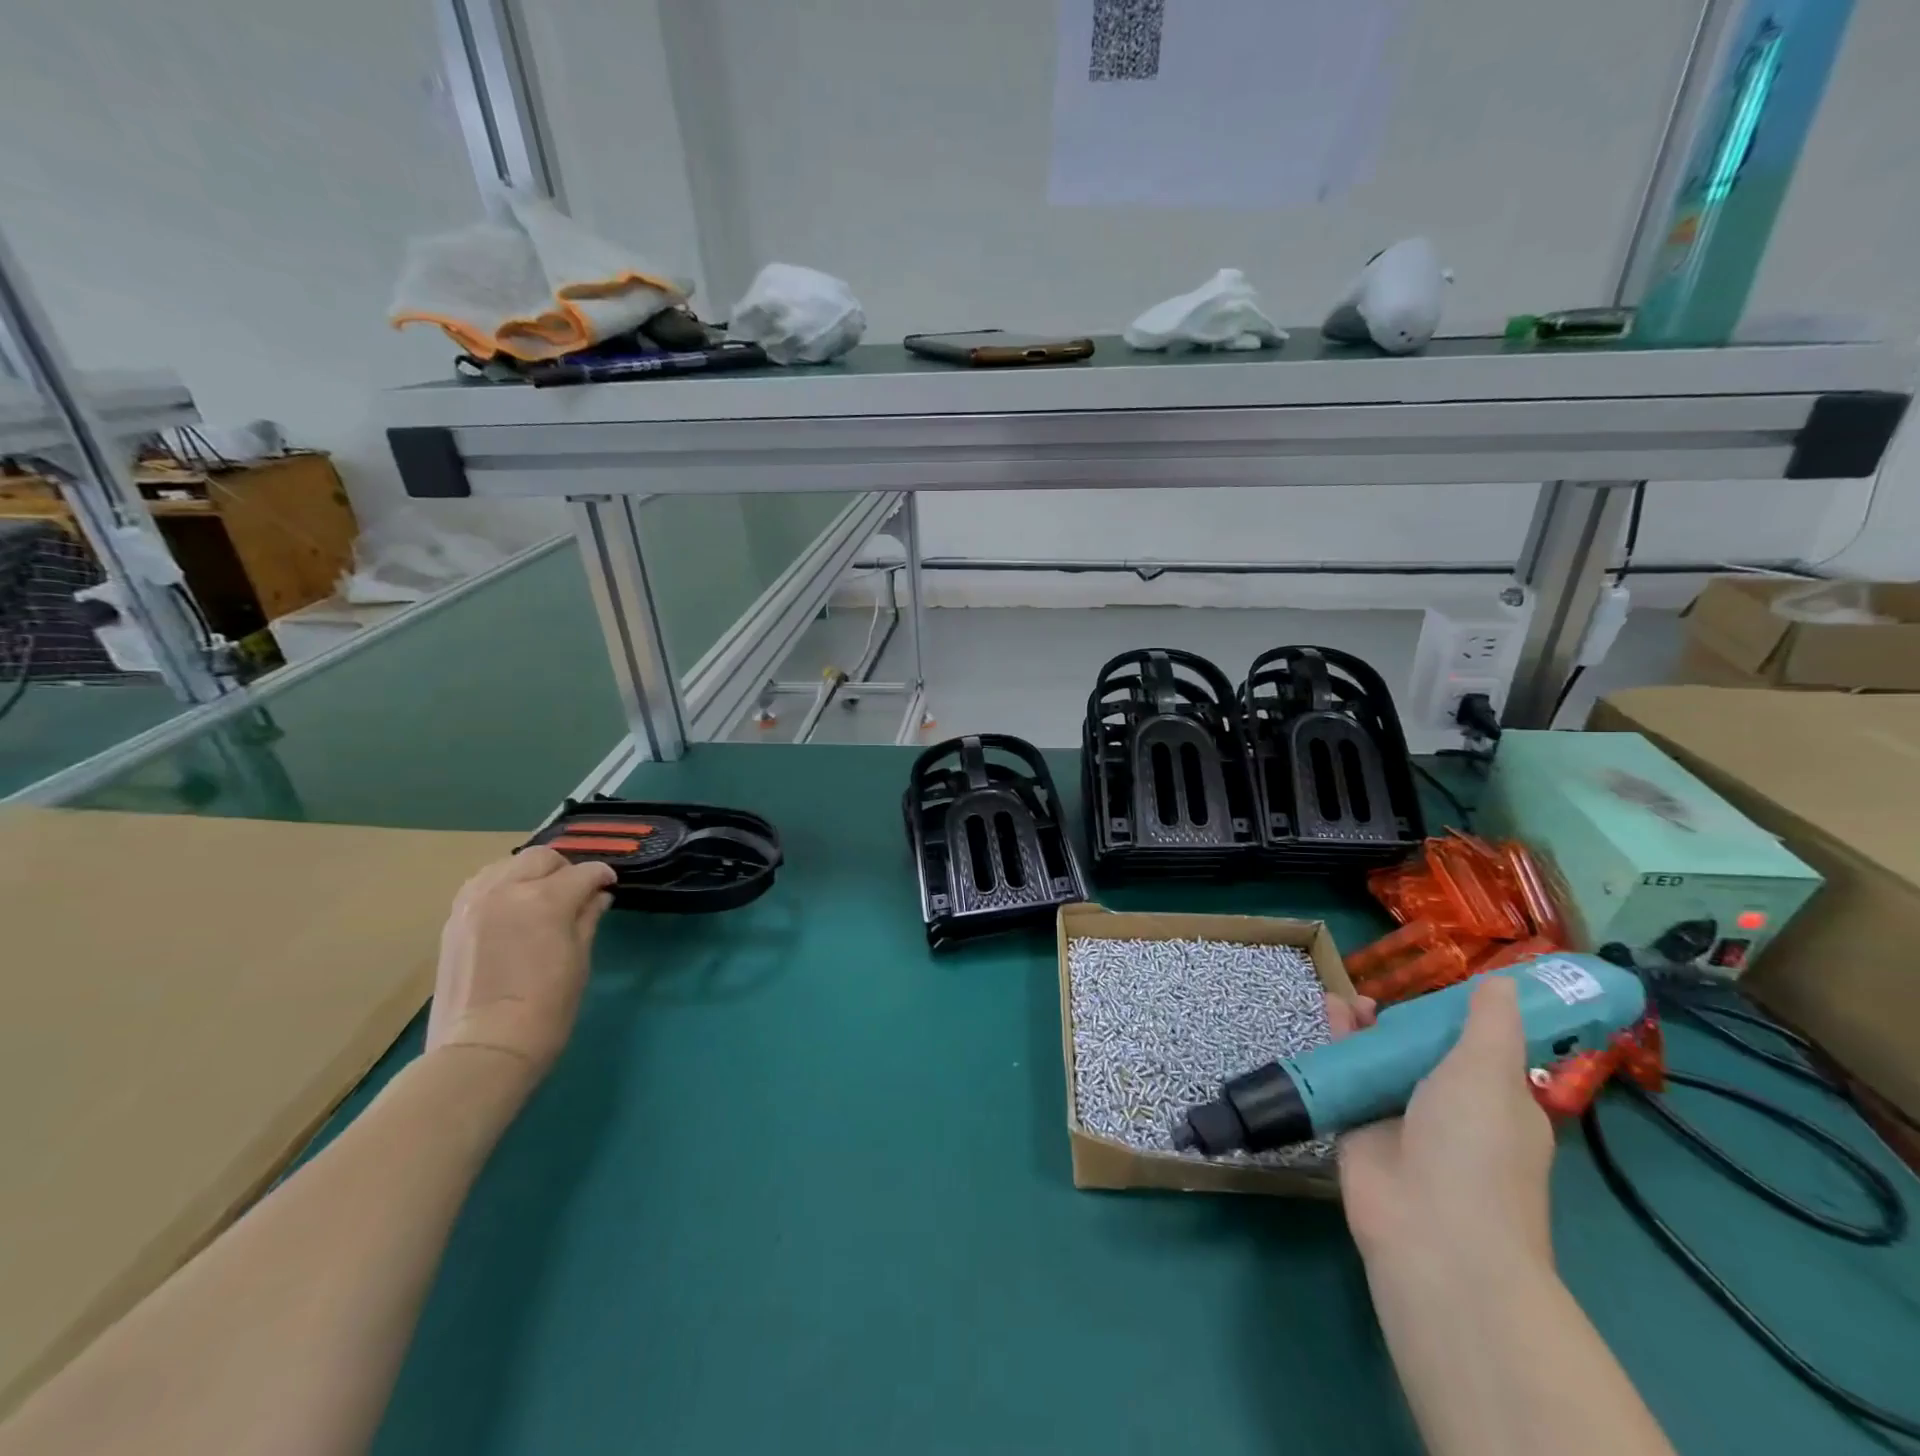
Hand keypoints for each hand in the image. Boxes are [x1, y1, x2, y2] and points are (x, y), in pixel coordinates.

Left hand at [425, 848, 616, 1085]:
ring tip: (540, 897)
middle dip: (565, 869)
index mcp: (544, 899)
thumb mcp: (579, 959)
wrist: (484, 1048)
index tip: (609, 887)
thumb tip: (598, 896)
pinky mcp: (453, 920)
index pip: (583, 872)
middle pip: (541, 858)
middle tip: (576, 892)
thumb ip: (587, 918)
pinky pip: (481, 884)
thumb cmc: (547, 1007)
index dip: (602, 877)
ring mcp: (474, 903)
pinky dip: (500, 886)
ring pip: (507, 864)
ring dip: (529, 873)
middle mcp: (506, 890)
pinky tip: (510, 908)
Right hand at [1328, 978, 1555, 1274]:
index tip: (1437, 985)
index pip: (1479, 1050)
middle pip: (1422, 1052)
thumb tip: (1507, 982)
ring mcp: (1401, 1120)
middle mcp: (1451, 1110)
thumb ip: (1490, 1024)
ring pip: (1381, 1061)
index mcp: (1497, 1103)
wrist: (1430, 1232)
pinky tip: (1328, 1010)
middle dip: (1403, 1020)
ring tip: (1347, 998)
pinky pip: (1346, 1075)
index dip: (1458, 1017)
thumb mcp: (1489, 1074)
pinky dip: (1336, 1043)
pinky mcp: (1358, 1127)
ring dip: (1366, 1028)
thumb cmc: (1474, 1148)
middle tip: (1381, 993)